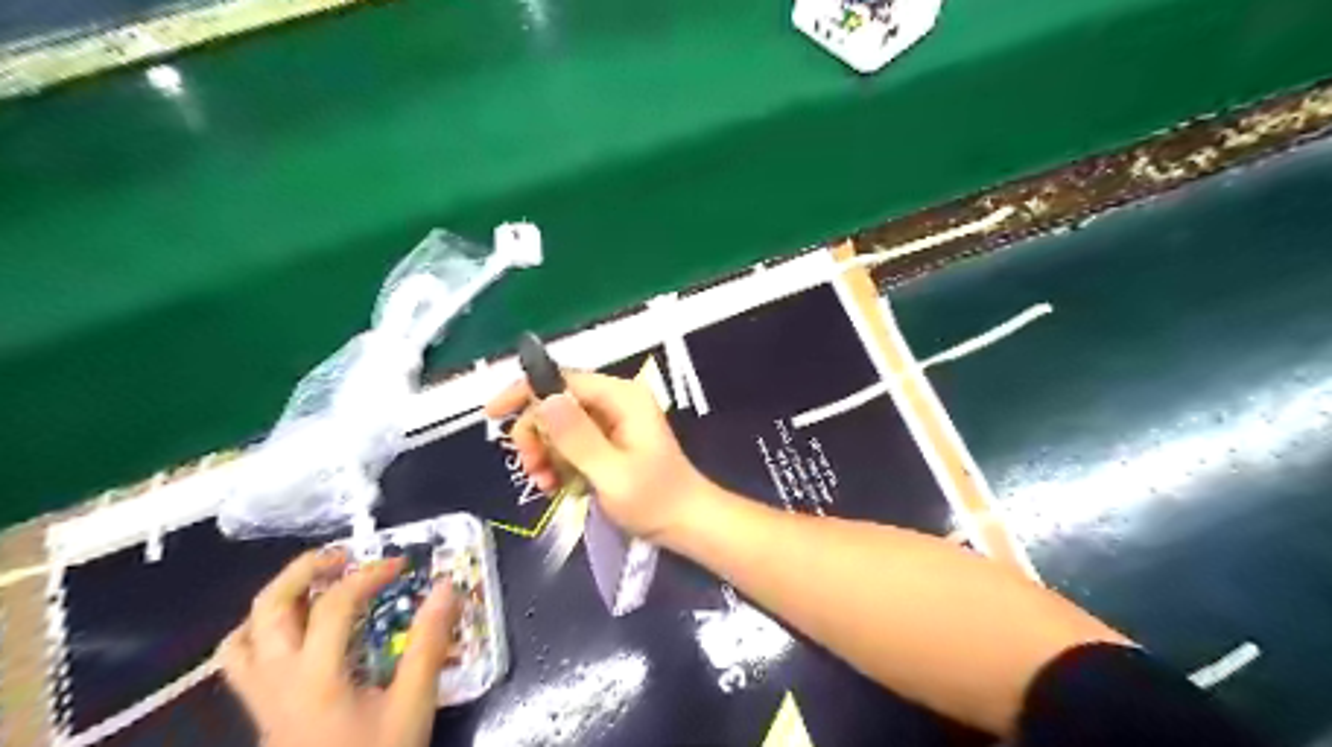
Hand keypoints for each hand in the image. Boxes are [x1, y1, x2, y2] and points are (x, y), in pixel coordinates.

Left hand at [218, 549, 464, 745]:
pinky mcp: (260, 711)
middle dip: (306, 569)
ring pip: (243, 634)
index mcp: (316, 676)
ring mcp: (260, 698)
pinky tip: (294, 632)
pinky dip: (260, 632)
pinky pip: (239, 661)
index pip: (336, 604)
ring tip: (316, 586)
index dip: (370, 575)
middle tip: (345, 557)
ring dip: (277, 598)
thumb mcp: (413, 703)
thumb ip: (429, 642)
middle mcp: (277, 679)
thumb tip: (447, 587)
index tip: (402, 565)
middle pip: (270, 606)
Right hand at [486, 366, 713, 538]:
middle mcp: (615, 401)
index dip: (525, 392)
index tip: (492, 415)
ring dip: (544, 453)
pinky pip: (570, 443)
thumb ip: (577, 437)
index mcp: (621, 397)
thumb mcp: (611, 472)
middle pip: (556, 403)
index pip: (562, 380)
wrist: (685, 523)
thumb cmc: (654, 500)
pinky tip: (556, 486)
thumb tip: (542, 399)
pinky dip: (558, 462)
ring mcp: (612, 422)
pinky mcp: (608, 442)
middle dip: (536, 435)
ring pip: (559, 425)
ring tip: (546, 485)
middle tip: (532, 470)